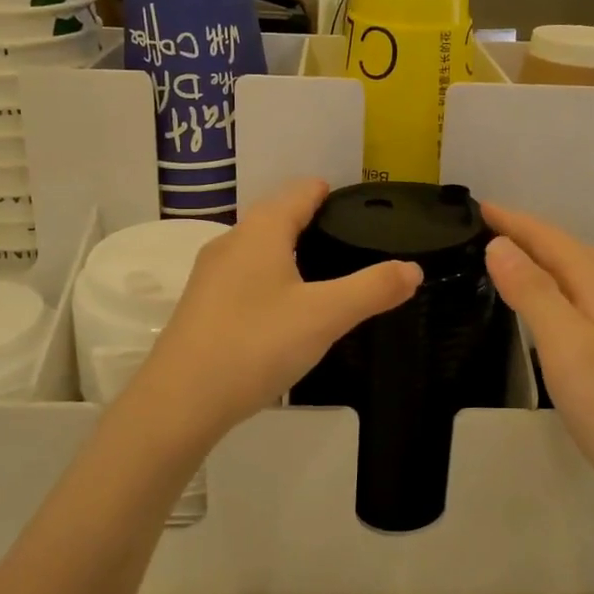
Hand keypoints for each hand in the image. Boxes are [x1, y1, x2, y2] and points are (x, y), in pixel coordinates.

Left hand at [127, 180, 421, 449]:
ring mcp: (211, 274)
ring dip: (292, 253)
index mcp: (261, 230)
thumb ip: (372, 289)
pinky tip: (287, 311)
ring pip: (261, 248)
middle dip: (316, 223)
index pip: (302, 191)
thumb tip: (413, 269)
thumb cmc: (256, 344)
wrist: (180, 401)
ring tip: (328, 278)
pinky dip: (272, 279)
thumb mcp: (325, 316)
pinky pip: (246, 276)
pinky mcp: (202, 305)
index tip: (363, 209)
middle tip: (355, 247)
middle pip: (279, 216)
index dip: (333, 193)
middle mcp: (232, 241)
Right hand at [482, 204, 593, 520]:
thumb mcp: (569, 350)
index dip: (514, 222)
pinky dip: (564, 286)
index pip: (552, 240)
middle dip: (530, 234)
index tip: (478, 205)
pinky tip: (557, 310)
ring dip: (548, 258)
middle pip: (572, 249)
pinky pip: (592, 297)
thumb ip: (535, 294)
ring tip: (514, 262)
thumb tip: (500, 244)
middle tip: (487, 231)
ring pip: (586, 273)